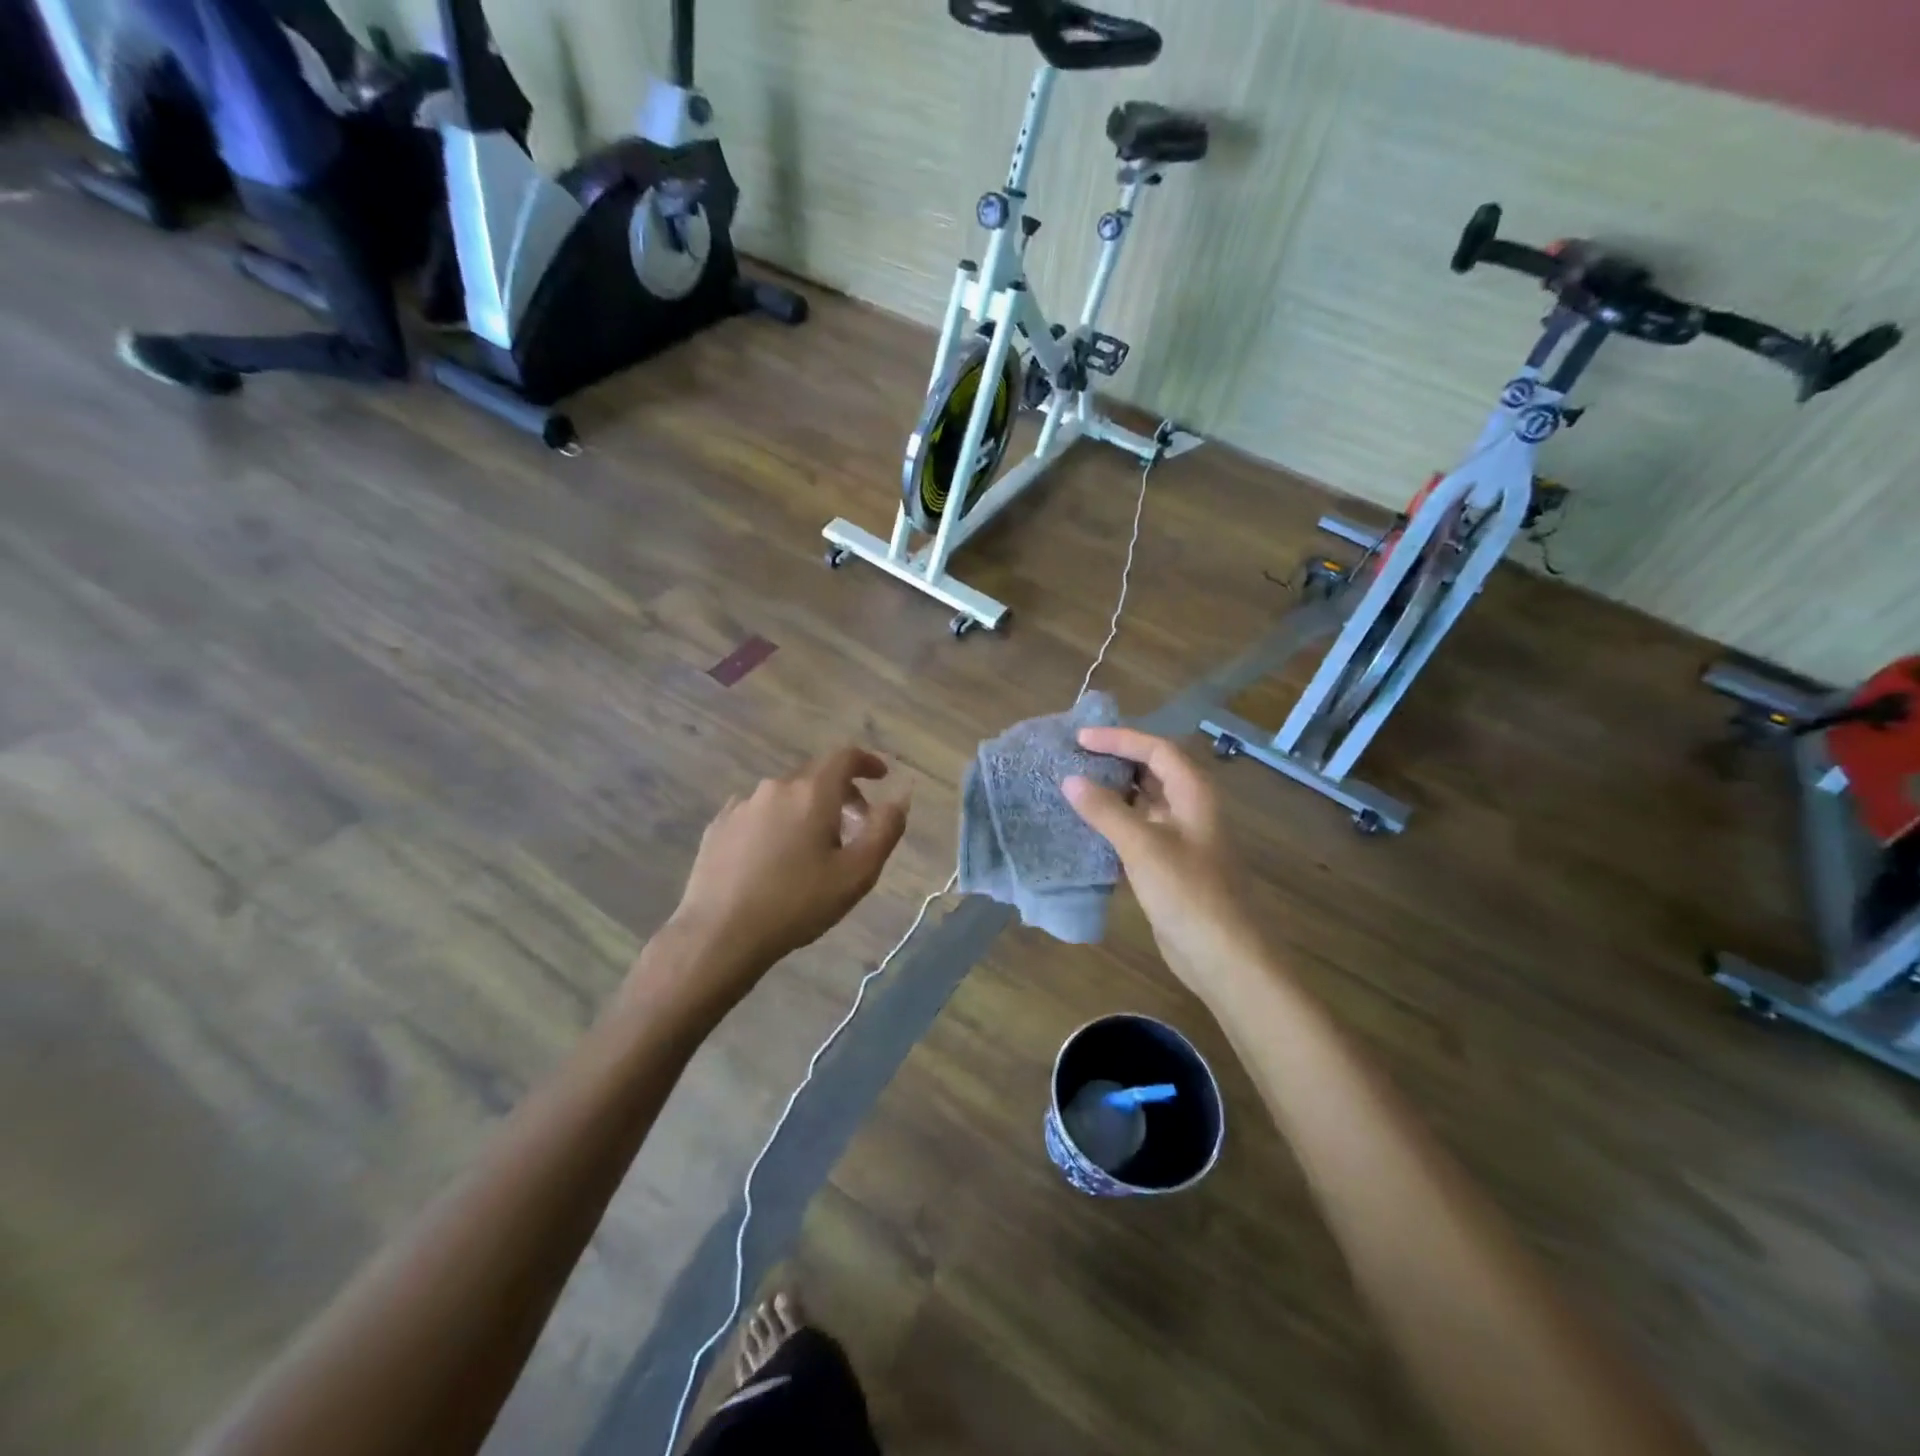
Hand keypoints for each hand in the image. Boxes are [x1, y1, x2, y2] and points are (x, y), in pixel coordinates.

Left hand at [646, 748, 909, 1013]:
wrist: (719, 935)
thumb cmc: (797, 903)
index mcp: (811, 792)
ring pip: (785, 796)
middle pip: (815, 776)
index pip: (844, 757)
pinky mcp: (718, 827)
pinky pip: (758, 814)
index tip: (881, 776)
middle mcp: (775, 788)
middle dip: (842, 792)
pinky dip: (777, 824)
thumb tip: (899, 797)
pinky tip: (775, 858)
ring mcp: (741, 806)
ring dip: (807, 811)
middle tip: (856, 825)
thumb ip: (885, 829)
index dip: (867, 762)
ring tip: (814, 849)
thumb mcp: (857, 873)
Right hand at [1063, 728, 1262, 1007]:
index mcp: (1194, 793)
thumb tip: (1070, 780)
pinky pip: (1140, 831)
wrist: (1222, 955)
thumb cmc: (1187, 892)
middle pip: (1153, 771)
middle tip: (1075, 758)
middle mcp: (1191, 809)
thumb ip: (1105, 810)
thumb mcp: (1142, 846)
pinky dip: (1115, 824)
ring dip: (1113, 793)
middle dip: (1116, 761)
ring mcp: (1182, 838)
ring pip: (1145, 802)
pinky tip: (1087, 829)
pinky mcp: (1171, 865)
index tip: (1080, 740)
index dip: (1119, 739)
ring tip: (1074, 787)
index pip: (1156, 749)